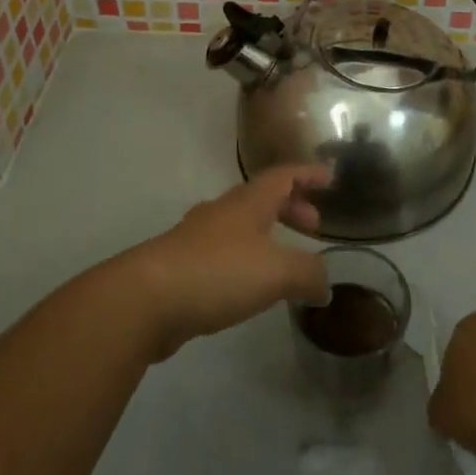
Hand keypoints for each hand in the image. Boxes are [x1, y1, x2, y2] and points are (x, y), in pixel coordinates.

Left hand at [121, 164, 331, 359]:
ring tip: (285, 260)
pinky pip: (223, 252)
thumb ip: (308, 274)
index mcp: (248, 202)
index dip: (308, 175)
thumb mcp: (276, 272)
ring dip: (267, 234)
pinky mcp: (181, 266)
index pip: (284, 176)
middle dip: (291, 208)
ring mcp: (198, 237)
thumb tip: (325, 283)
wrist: (146, 299)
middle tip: (313, 227)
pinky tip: (250, 286)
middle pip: (262, 198)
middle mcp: (223, 211)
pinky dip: (246, 260)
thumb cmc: (218, 272)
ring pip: (241, 225)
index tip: (330, 179)